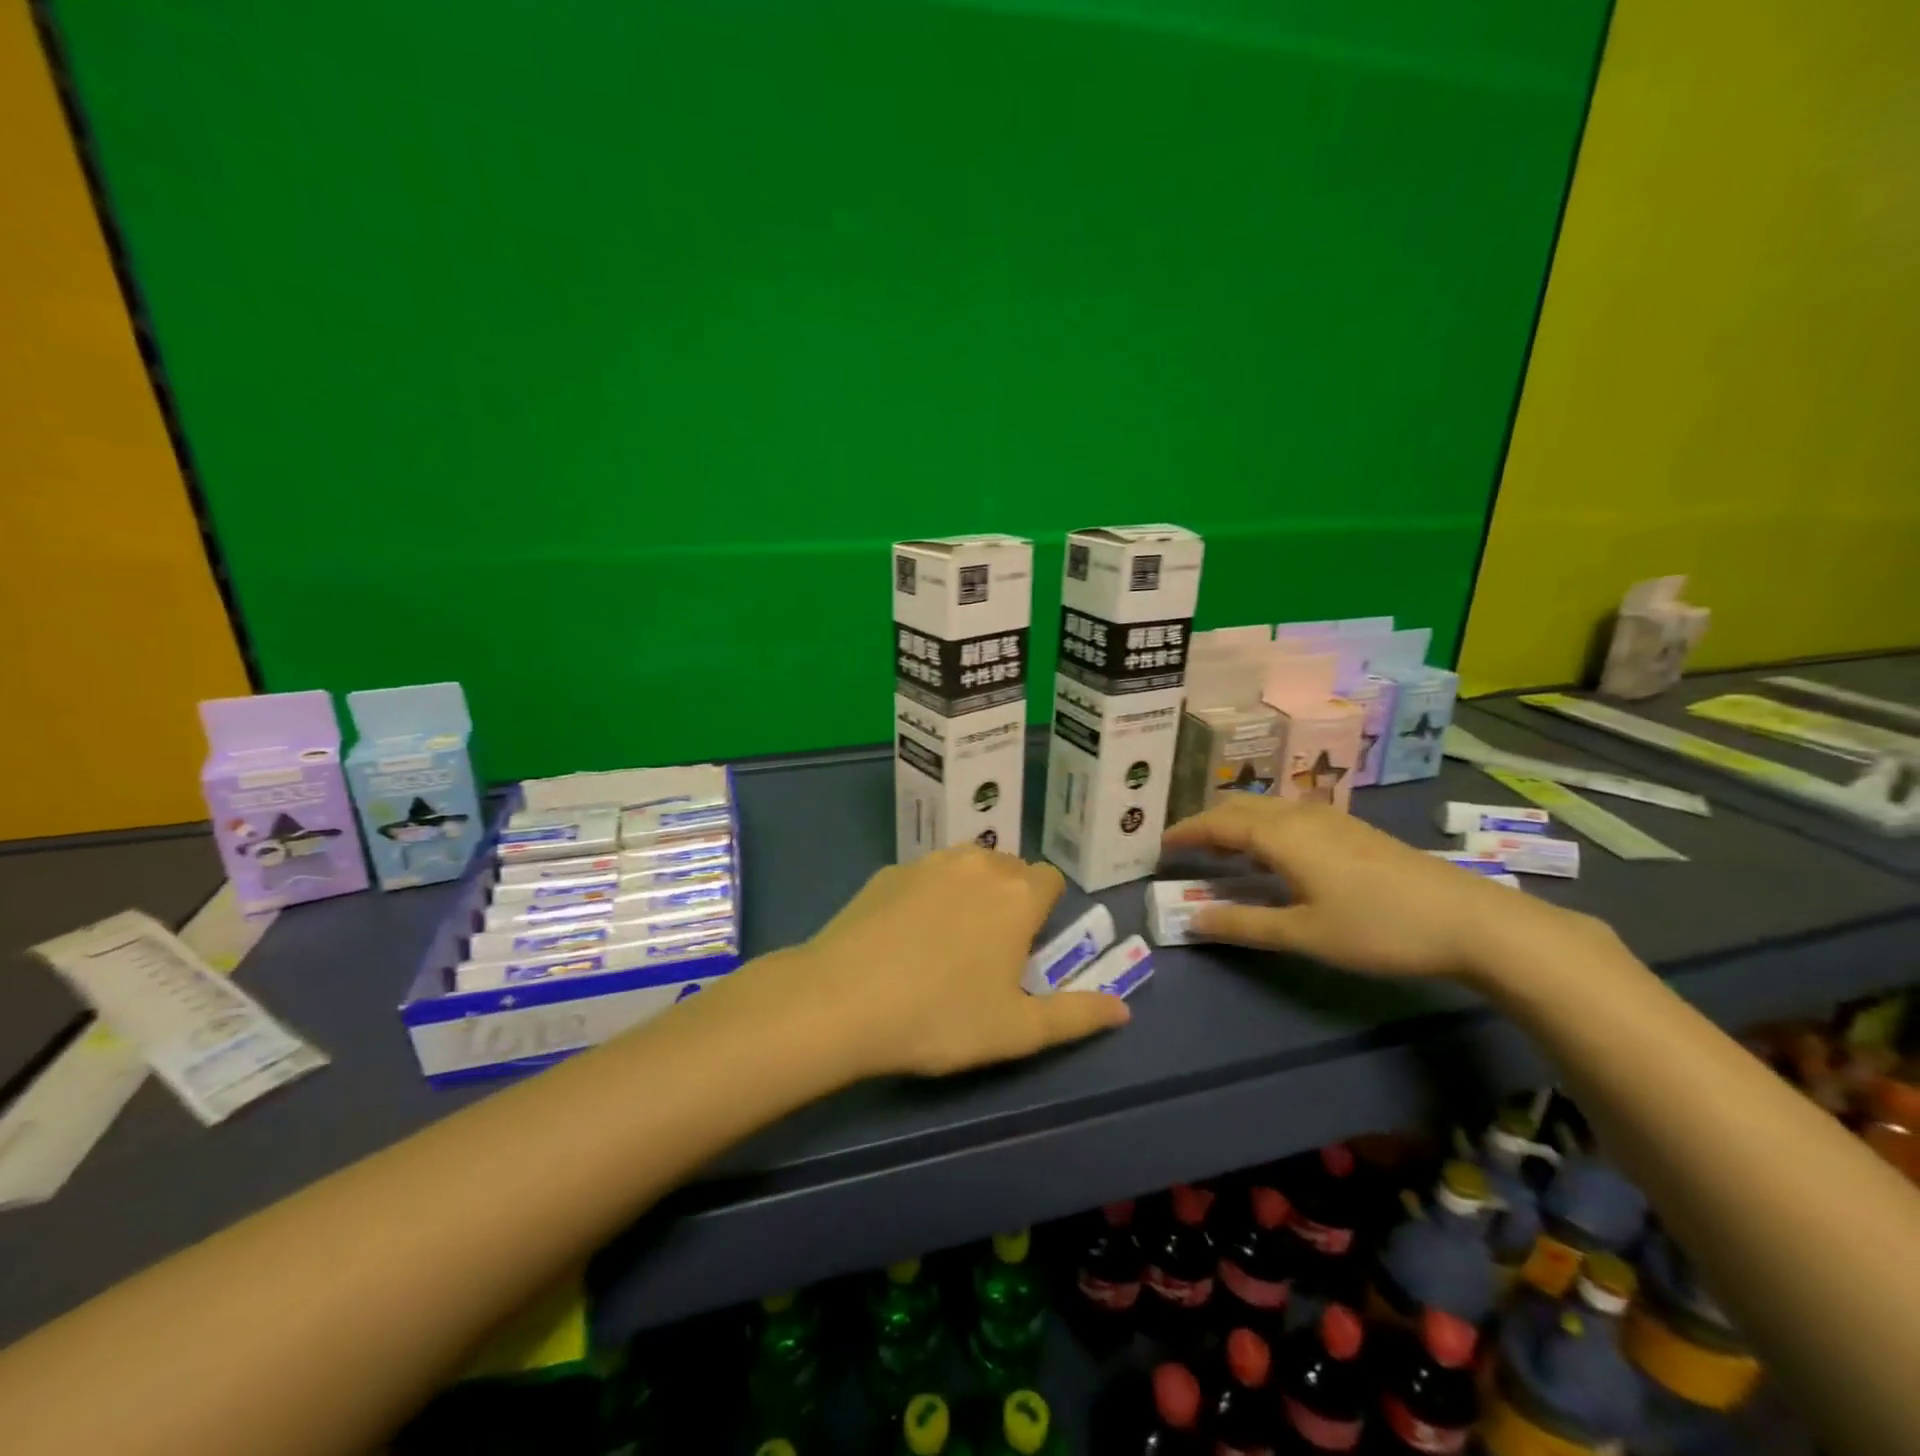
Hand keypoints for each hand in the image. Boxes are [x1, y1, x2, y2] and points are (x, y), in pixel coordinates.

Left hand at [774, 847, 1129, 1077]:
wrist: (842, 1000)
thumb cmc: (942, 1017)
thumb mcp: (1018, 1030)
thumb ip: (1077, 1016)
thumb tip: (1124, 1009)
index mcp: (1017, 895)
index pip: (1051, 880)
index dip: (1046, 911)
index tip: (1028, 947)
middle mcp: (978, 864)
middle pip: (1010, 867)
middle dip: (1011, 897)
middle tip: (990, 949)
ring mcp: (928, 862)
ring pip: (967, 864)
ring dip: (971, 888)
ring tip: (950, 937)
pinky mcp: (888, 871)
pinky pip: (925, 874)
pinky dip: (929, 893)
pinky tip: (905, 934)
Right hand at [1161, 796, 1588, 980]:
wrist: (1470, 920)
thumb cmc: (1377, 927)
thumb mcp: (1304, 934)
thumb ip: (1244, 924)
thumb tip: (1193, 919)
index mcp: (1282, 835)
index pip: (1218, 822)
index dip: (1186, 832)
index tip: (1160, 846)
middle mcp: (1301, 815)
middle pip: (1240, 806)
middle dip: (1207, 823)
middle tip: (1186, 849)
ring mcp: (1331, 818)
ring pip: (1267, 807)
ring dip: (1236, 823)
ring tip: (1223, 851)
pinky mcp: (1352, 829)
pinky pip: (1290, 815)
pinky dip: (1263, 826)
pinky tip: (1274, 854)